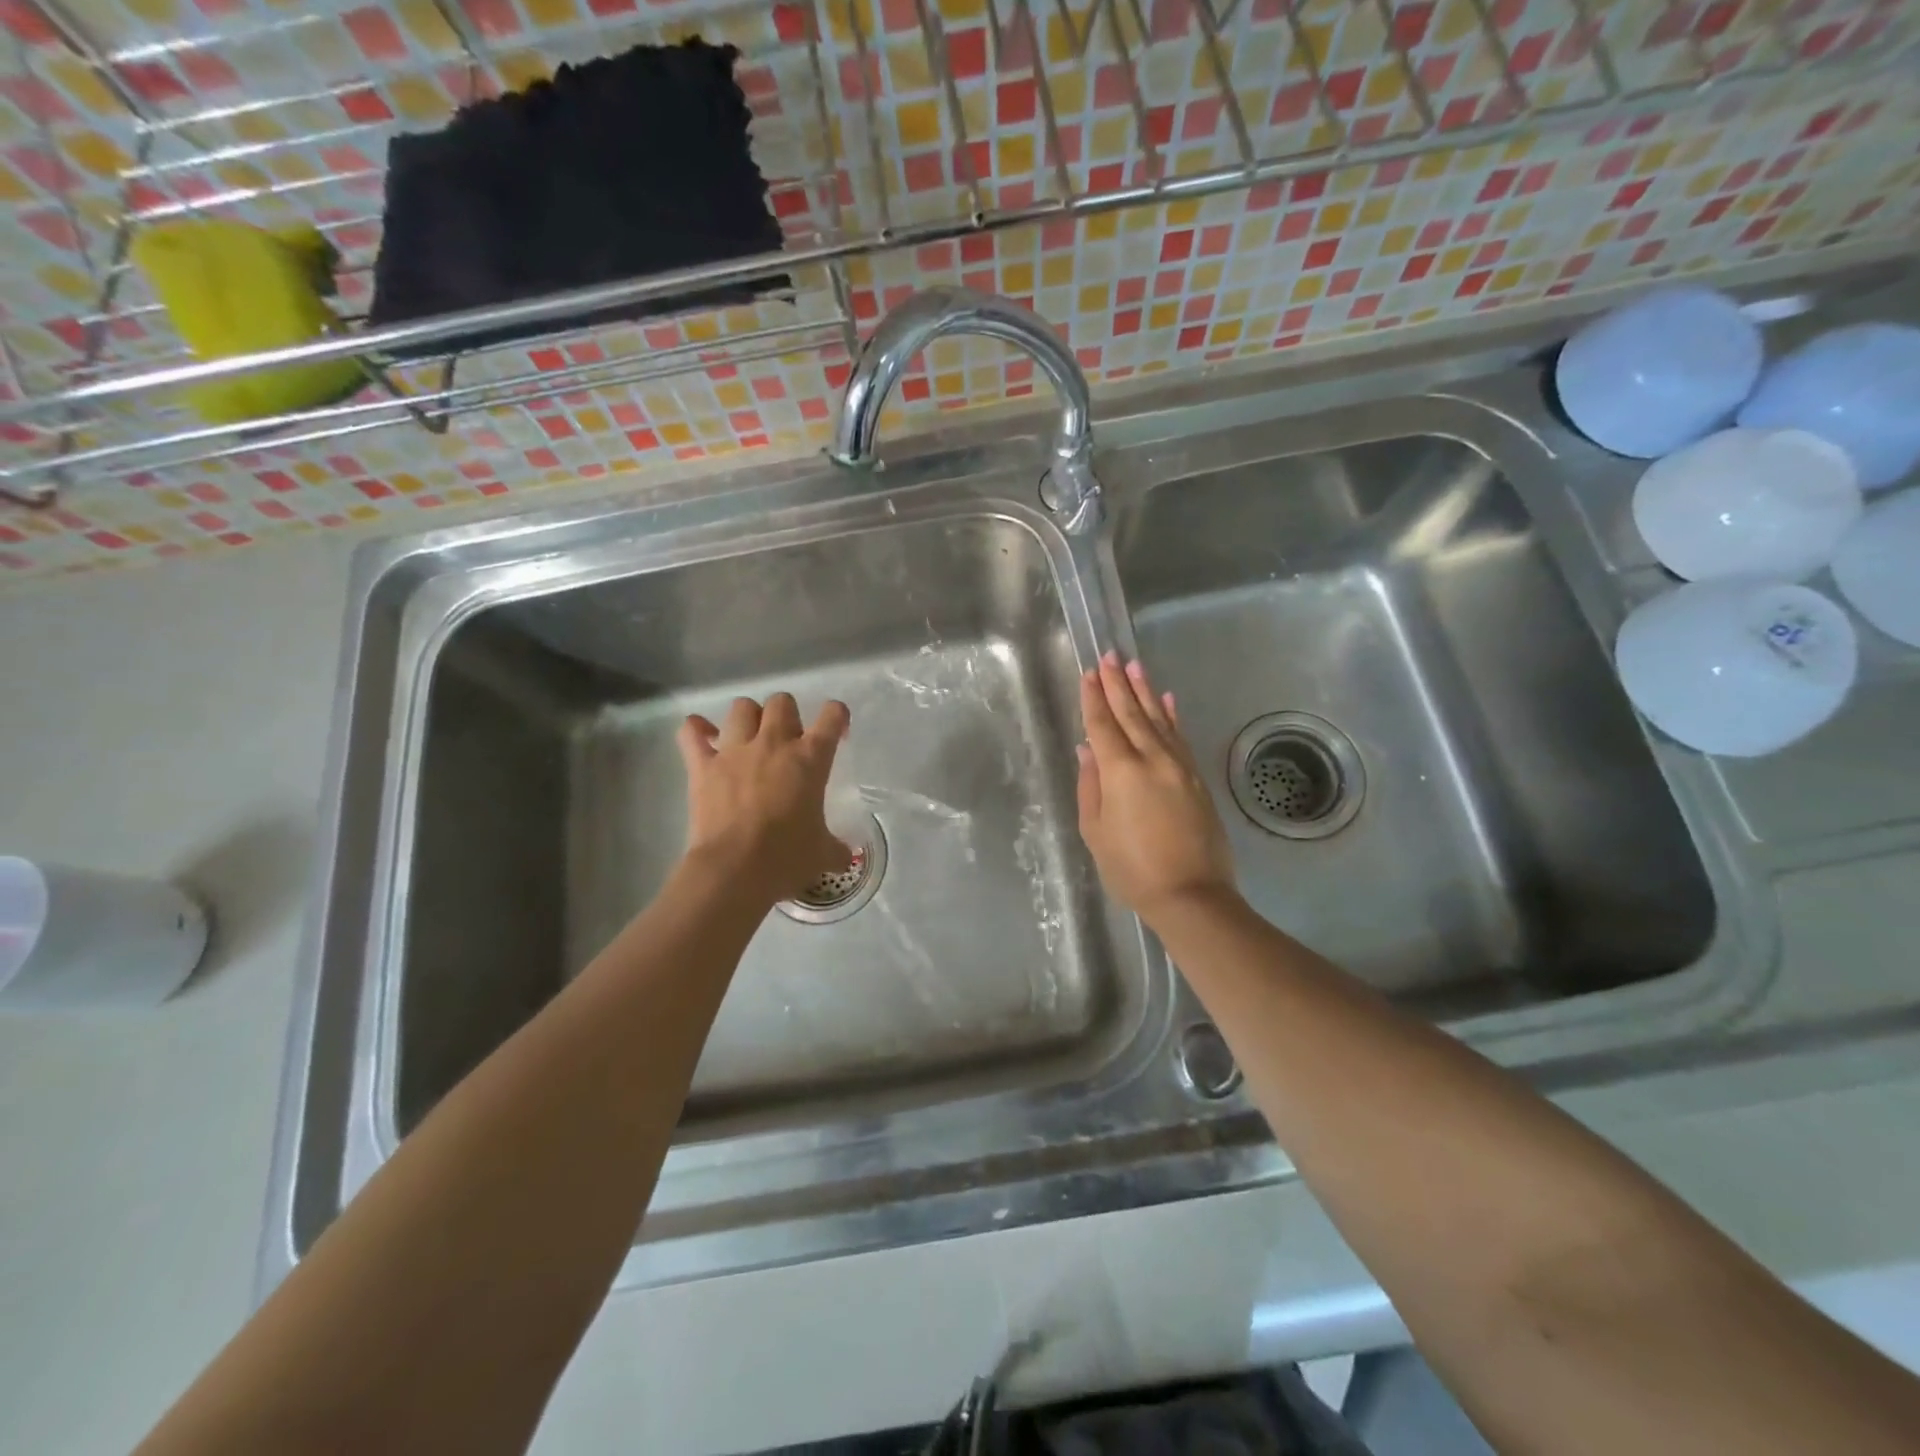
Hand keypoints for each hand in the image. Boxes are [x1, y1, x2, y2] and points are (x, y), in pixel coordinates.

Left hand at [677, 693, 852, 904]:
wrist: (735, 870)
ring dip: (748, 717)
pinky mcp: (702, 765)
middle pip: (782, 702)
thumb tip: (845, 857)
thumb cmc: (787, 858)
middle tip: (788, 740)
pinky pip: (691, 731)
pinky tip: (703, 737)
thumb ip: (836, 849)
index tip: (837, 732)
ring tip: (749, 737)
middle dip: (787, 714)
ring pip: (742, 707)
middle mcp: (774, 744)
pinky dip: (696, 730)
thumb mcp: (823, 854)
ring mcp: (735, 751)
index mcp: (810, 759)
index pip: (831, 717)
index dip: (837, 717)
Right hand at [1077, 653, 1236, 925]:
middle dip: (1118, 684)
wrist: (1191, 895)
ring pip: (1158, 720)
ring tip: (1134, 666)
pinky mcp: (1197, 779)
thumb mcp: (1096, 832)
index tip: (1089, 672)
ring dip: (1145, 691)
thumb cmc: (1132, 869)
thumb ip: (1090, 786)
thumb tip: (1088, 750)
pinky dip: (1172, 716)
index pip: (1103, 725)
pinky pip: (1181, 738)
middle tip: (1110, 656)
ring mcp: (1179, 767)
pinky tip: (1167, 700)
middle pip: (1131, 714)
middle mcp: (1152, 759)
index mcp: (1121, 772)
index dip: (1094, 698)